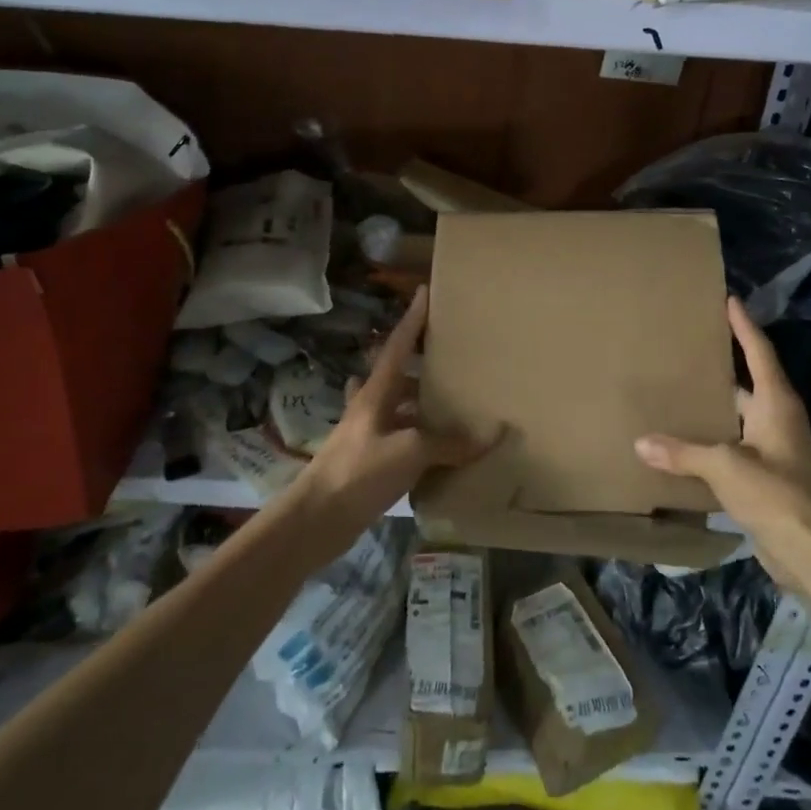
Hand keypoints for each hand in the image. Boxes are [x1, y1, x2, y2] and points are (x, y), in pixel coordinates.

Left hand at [289, 287, 494, 557]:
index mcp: (376, 393)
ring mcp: (366, 434)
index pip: (397, 345)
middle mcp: (369, 406)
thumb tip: (494, 433)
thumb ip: (450, 442)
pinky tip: (435, 447)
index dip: (412, 319)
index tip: (424, 290)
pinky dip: (417, 437)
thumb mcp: (410, 451)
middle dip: (416, 360)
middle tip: (446, 352)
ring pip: (396, 406)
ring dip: (416, 400)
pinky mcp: (367, 460)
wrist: (316, 519)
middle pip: (394, 373)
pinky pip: (399, 438)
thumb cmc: (359, 471)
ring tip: (448, 397)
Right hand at [634, 297, 810, 583]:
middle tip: (689, 347)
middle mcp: (778, 420)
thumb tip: (640, 443)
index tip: (729, 300)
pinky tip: (686, 442)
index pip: (759, 353)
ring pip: (739, 417)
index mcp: (776, 404)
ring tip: (679, 391)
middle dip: (724, 365)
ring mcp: (774, 450)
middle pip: (749, 383)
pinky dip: (713, 439)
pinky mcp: (767, 477)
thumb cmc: (776, 495)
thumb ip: (682, 453)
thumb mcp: (725, 467)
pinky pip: (735, 446)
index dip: (744, 326)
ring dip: (715, 406)